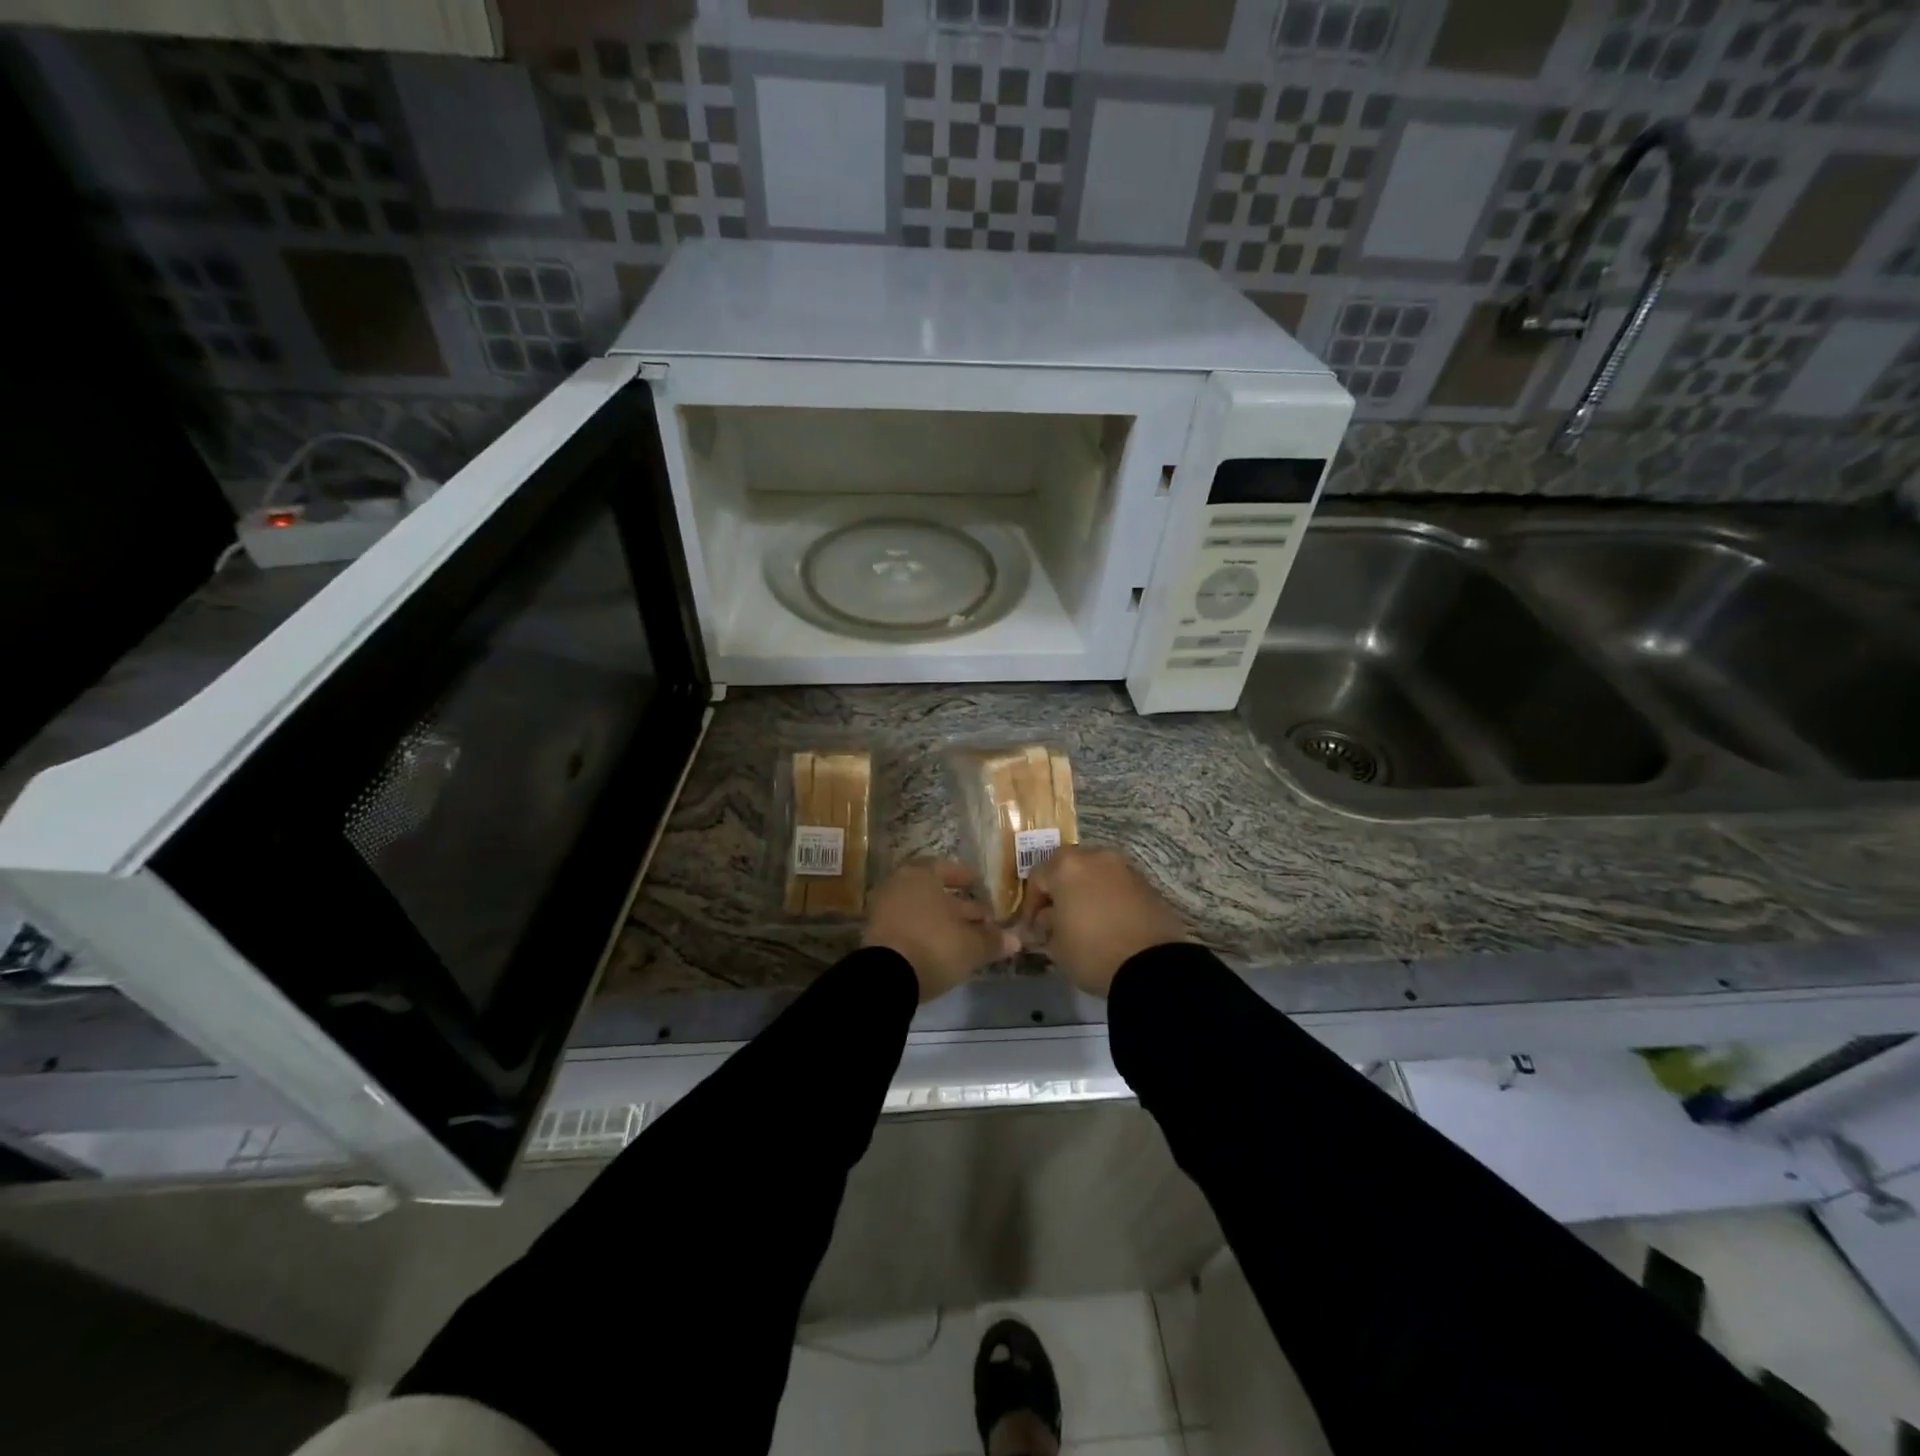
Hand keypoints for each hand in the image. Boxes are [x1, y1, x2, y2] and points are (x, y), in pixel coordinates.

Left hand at [863, 859, 1019, 1002]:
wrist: (885, 978)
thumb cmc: (933, 946)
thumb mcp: (971, 946)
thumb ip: (992, 940)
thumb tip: (1016, 940)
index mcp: (921, 876)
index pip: (945, 868)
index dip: (964, 876)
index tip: (978, 884)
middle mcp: (898, 885)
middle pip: (932, 891)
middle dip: (958, 904)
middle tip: (980, 916)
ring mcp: (883, 910)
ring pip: (919, 910)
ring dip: (941, 920)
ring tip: (964, 935)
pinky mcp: (875, 935)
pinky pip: (907, 926)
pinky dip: (924, 933)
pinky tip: (942, 948)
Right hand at [1018, 846, 1189, 997]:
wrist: (1153, 966)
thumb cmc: (1093, 951)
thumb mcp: (1056, 945)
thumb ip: (1045, 927)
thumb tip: (1045, 920)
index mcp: (1067, 866)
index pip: (1037, 877)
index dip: (1030, 903)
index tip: (1032, 927)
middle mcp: (1096, 857)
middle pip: (1068, 867)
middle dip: (1059, 890)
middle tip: (1056, 917)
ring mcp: (1125, 868)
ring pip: (1095, 873)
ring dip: (1085, 891)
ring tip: (1083, 920)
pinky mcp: (1148, 884)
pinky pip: (1117, 886)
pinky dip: (1108, 898)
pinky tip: (1108, 923)